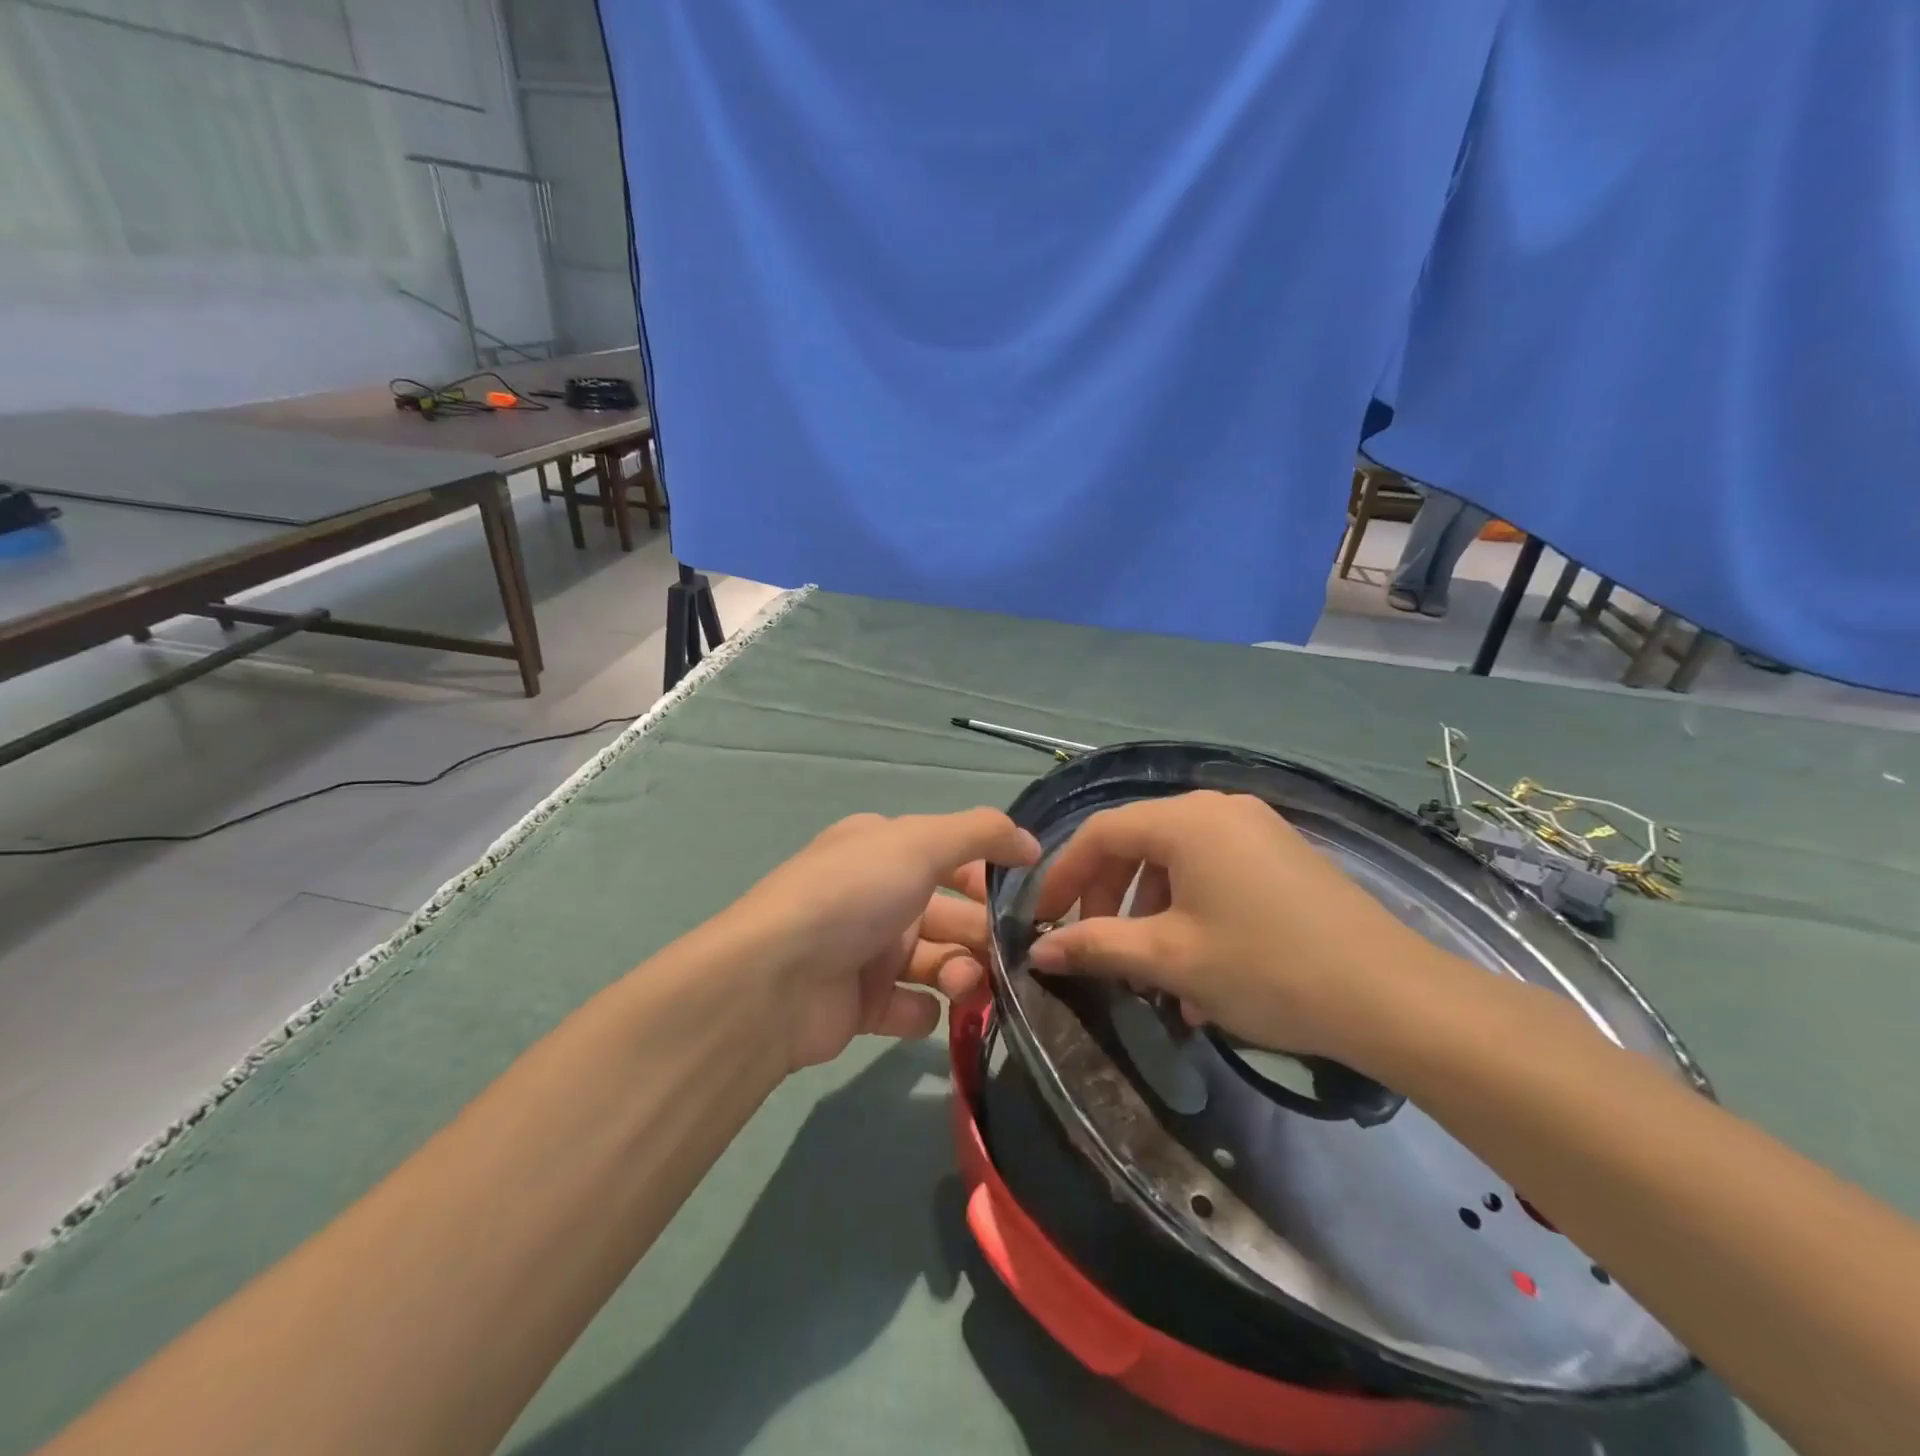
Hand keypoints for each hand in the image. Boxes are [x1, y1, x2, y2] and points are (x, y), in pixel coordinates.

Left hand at [724, 808, 1040, 1071]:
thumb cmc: (853, 896)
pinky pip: (912, 1007)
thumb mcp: (919, 843)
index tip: (1030, 897)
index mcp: (883, 851)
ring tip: (962, 985)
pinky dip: (924, 1010)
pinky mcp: (863, 1005)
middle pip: (951, 914)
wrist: (776, 981)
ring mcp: (867, 952)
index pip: (951, 857)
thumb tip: (1032, 844)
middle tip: (1007, 956)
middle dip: (983, 933)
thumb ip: (981, 834)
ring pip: (938, 961)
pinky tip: (923, 1008)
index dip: (990, 875)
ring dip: (961, 973)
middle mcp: (876, 896)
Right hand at [1029, 790, 1446, 1065]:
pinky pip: (1214, 874)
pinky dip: (1190, 912)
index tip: (1042, 921)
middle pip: (1138, 844)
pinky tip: (1197, 970)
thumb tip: (1038, 951)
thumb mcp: (1169, 959)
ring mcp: (1257, 829)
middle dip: (1107, 898)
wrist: (1393, 999)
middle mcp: (1219, 808)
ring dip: (1149, 913)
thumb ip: (1096, 946)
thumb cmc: (1266, 969)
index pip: (1100, 833)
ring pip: (1176, 863)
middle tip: (1096, 949)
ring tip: (1149, 973)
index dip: (1063, 876)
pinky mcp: (1283, 856)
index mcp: (1187, 819)